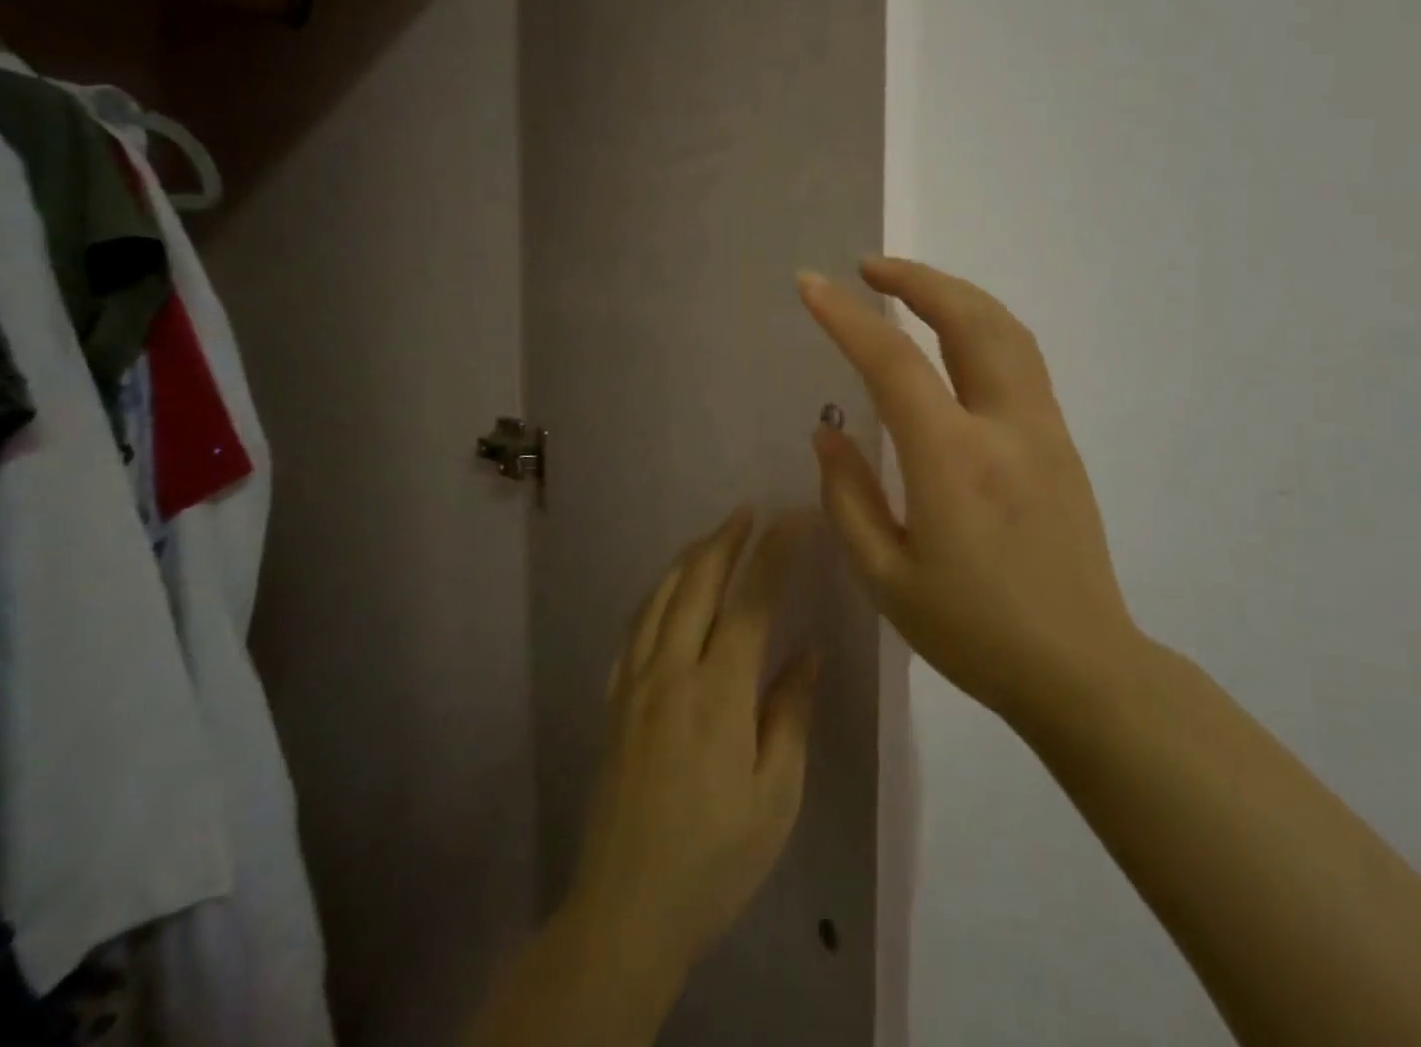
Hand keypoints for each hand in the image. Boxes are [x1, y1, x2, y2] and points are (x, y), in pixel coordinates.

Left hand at [568, 508, 819, 981]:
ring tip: (713, 537)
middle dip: (725, 540)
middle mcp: (671, 672)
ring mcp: (634, 683)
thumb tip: (806, 652)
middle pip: (696, 583)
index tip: (793, 519)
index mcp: (717, 692)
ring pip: (659, 597)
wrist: (626, 908)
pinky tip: (666, 592)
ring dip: (688, 558)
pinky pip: (633, 628)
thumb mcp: (774, 796)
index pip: (750, 601)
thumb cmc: (716, 857)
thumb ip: (790, 714)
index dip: (773, 554)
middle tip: (750, 512)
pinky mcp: (614, 701)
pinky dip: (655, 595)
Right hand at [798, 258, 1137, 722]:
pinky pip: (1021, 357)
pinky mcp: (1061, 440)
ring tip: (908, 288)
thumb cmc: (973, 632)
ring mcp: (1043, 428)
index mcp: (952, 461)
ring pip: (1005, 329)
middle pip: (968, 318)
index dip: (846, 316)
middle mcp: (1004, 426)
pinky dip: (981, 324)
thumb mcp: (886, 578)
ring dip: (954, 293)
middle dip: (916, 279)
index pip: (893, 362)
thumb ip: (847, 497)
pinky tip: (954, 336)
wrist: (1082, 668)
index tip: (811, 285)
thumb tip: (829, 434)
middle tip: (868, 267)